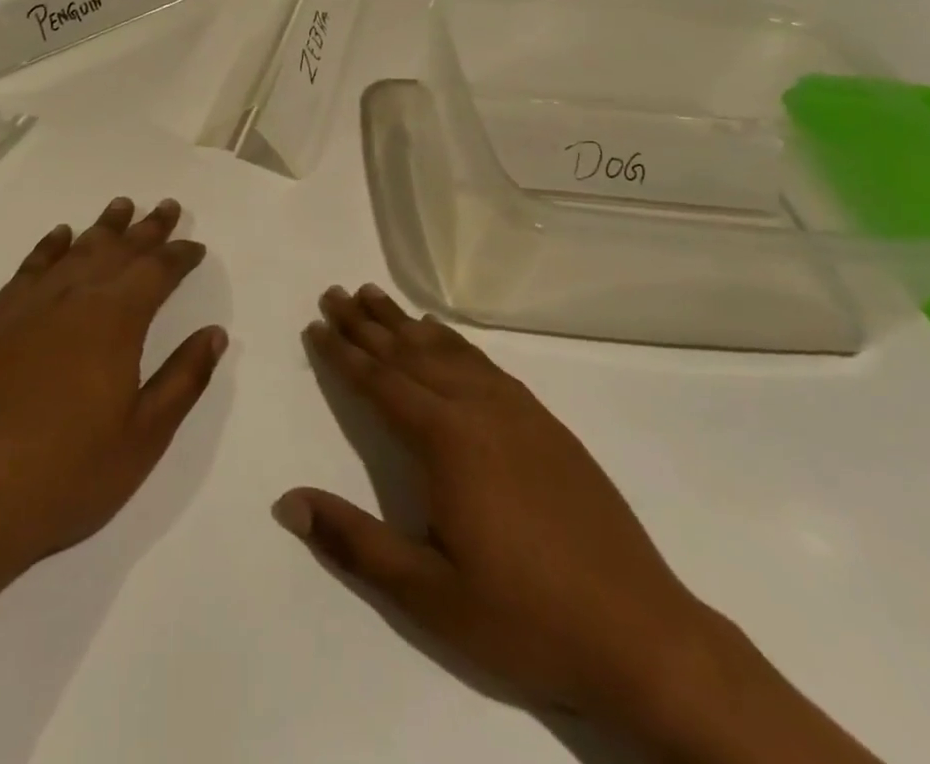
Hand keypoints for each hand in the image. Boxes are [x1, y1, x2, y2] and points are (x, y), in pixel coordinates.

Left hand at [0, 196, 226, 592]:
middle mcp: (74, 298)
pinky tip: (59, 236)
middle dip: (147, 228)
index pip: (156, 271)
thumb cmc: (67, 475)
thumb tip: (215, 333)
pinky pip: (29, 268)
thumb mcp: (143, 437)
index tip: (195, 246)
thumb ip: (183, 379)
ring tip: (122, 206)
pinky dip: (49, 247)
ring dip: (103, 227)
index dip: (179, 256)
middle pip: (118, 250)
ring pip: (76, 250)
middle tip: (167, 207)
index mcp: (115, 321)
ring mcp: (29, 306)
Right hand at [277, 284, 718, 728]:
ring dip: (406, 323)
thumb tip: (287, 502)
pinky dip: (454, 342)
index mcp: (446, 441)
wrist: (642, 636)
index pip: (379, 383)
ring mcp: (517, 412)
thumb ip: (354, 542)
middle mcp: (478, 409)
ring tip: (376, 296)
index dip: (343, 352)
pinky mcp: (546, 424)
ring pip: (447, 351)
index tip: (315, 323)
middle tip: (336, 292)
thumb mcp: (428, 595)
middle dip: (367, 324)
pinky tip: (443, 337)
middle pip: (409, 353)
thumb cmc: (525, 617)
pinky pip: (485, 364)